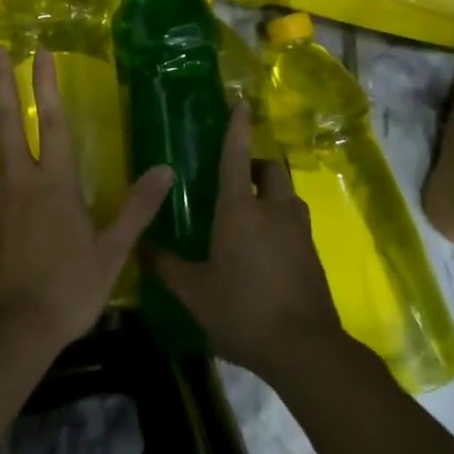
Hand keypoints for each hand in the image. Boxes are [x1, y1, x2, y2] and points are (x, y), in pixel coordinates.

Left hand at [0, 46, 173, 359]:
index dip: (47, 84)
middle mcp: (16, 179)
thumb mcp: (112, 253)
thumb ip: (137, 208)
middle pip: (5, 119)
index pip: (52, 120)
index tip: (40, 52)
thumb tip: (165, 170)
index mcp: (54, 182)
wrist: (8, 330)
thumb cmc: (67, 290)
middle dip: (0, 81)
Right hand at [150, 109, 347, 383]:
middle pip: (271, 169)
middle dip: (257, 166)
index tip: (240, 104)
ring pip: (287, 196)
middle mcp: (273, 210)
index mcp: (240, 209)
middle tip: (238, 181)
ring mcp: (298, 231)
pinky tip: (266, 249)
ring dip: (272, 194)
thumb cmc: (242, 310)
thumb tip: (141, 246)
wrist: (305, 349)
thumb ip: (166, 266)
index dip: (237, 128)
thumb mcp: (195, 292)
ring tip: (251, 215)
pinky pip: (295, 223)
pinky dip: (282, 223)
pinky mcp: (313, 254)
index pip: (237, 156)